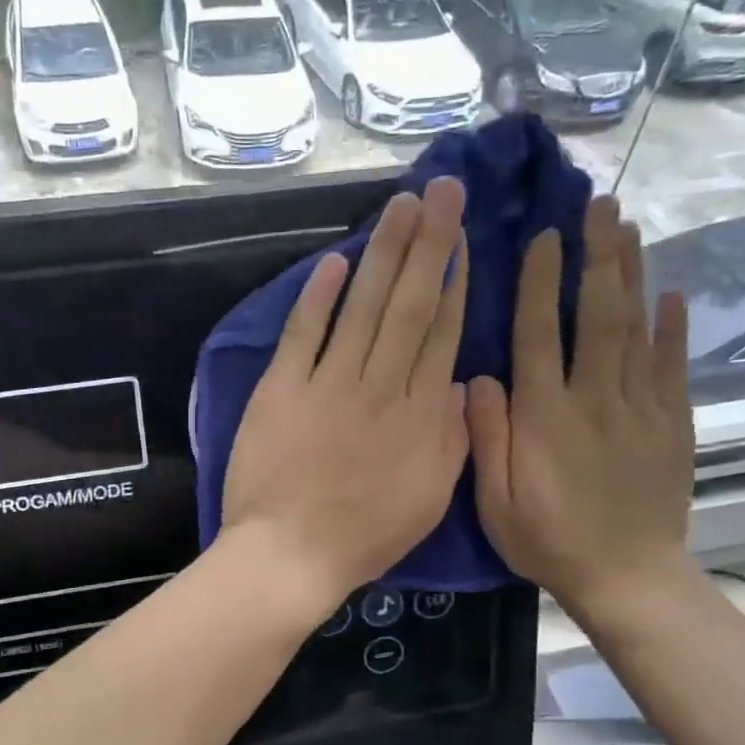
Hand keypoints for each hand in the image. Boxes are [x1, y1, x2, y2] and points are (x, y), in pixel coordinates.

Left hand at [221, 179, 469, 613]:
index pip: (442, 335)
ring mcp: (329, 384)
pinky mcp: (282, 389)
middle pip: (410, 305)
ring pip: (363, 307)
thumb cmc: (365, 536)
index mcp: (421, 416)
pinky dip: (317, 297)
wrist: (292, 553)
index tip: (462, 239)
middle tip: (443, 191)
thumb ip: (452, 438)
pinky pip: (303, 334)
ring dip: (383, 253)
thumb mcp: (431, 498)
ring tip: (402, 206)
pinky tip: (333, 261)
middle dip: (429, 243)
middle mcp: (381, 387)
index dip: (455, 282)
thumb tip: (461, 384)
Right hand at [466, 195, 693, 616]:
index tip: (542, 237)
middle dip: (597, 256)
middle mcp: (595, 399)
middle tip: (600, 205)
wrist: (628, 578)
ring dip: (632, 274)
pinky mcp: (673, 423)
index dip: (539, 283)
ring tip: (629, 226)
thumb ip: (486, 436)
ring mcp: (641, 408)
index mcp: (546, 417)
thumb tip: (478, 377)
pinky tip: (670, 291)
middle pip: (597, 315)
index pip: (539, 335)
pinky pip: (673, 365)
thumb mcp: (495, 501)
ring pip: (637, 329)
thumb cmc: (547, 540)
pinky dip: (673, 326)